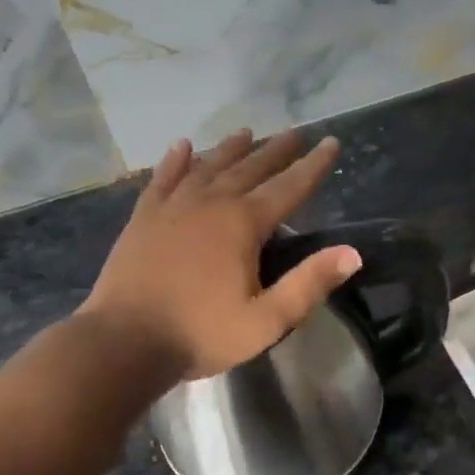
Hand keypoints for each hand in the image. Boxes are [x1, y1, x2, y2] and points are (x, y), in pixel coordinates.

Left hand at [81, 130, 362, 380]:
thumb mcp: (265, 320)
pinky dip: (175, 161)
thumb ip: (309, 284)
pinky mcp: (143, 218)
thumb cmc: (200, 334)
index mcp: (242, 224)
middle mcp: (210, 203)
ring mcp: (172, 207)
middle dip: (275, 150)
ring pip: (207, 166)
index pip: (289, 187)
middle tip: (295, 132)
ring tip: (247, 132)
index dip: (313, 165)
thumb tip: (352, 253)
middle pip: (250, 168)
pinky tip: (182, 146)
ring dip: (230, 148)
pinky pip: (163, 179)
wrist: (123, 342)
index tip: (331, 142)